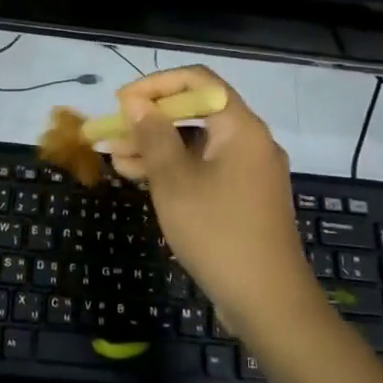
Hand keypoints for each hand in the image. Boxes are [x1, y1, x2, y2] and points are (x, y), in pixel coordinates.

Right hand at [105, 67, 317, 338]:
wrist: (268, 302)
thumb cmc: (218, 232)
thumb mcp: (174, 181)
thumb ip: (153, 135)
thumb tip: (137, 103)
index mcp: (240, 126)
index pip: (198, 80)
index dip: (156, 84)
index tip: (123, 102)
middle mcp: (250, 140)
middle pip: (195, 112)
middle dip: (151, 120)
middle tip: (113, 132)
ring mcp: (249, 170)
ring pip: (197, 143)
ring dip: (157, 147)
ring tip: (116, 159)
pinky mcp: (245, 197)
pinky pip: (205, 168)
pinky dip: (175, 169)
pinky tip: (140, 179)